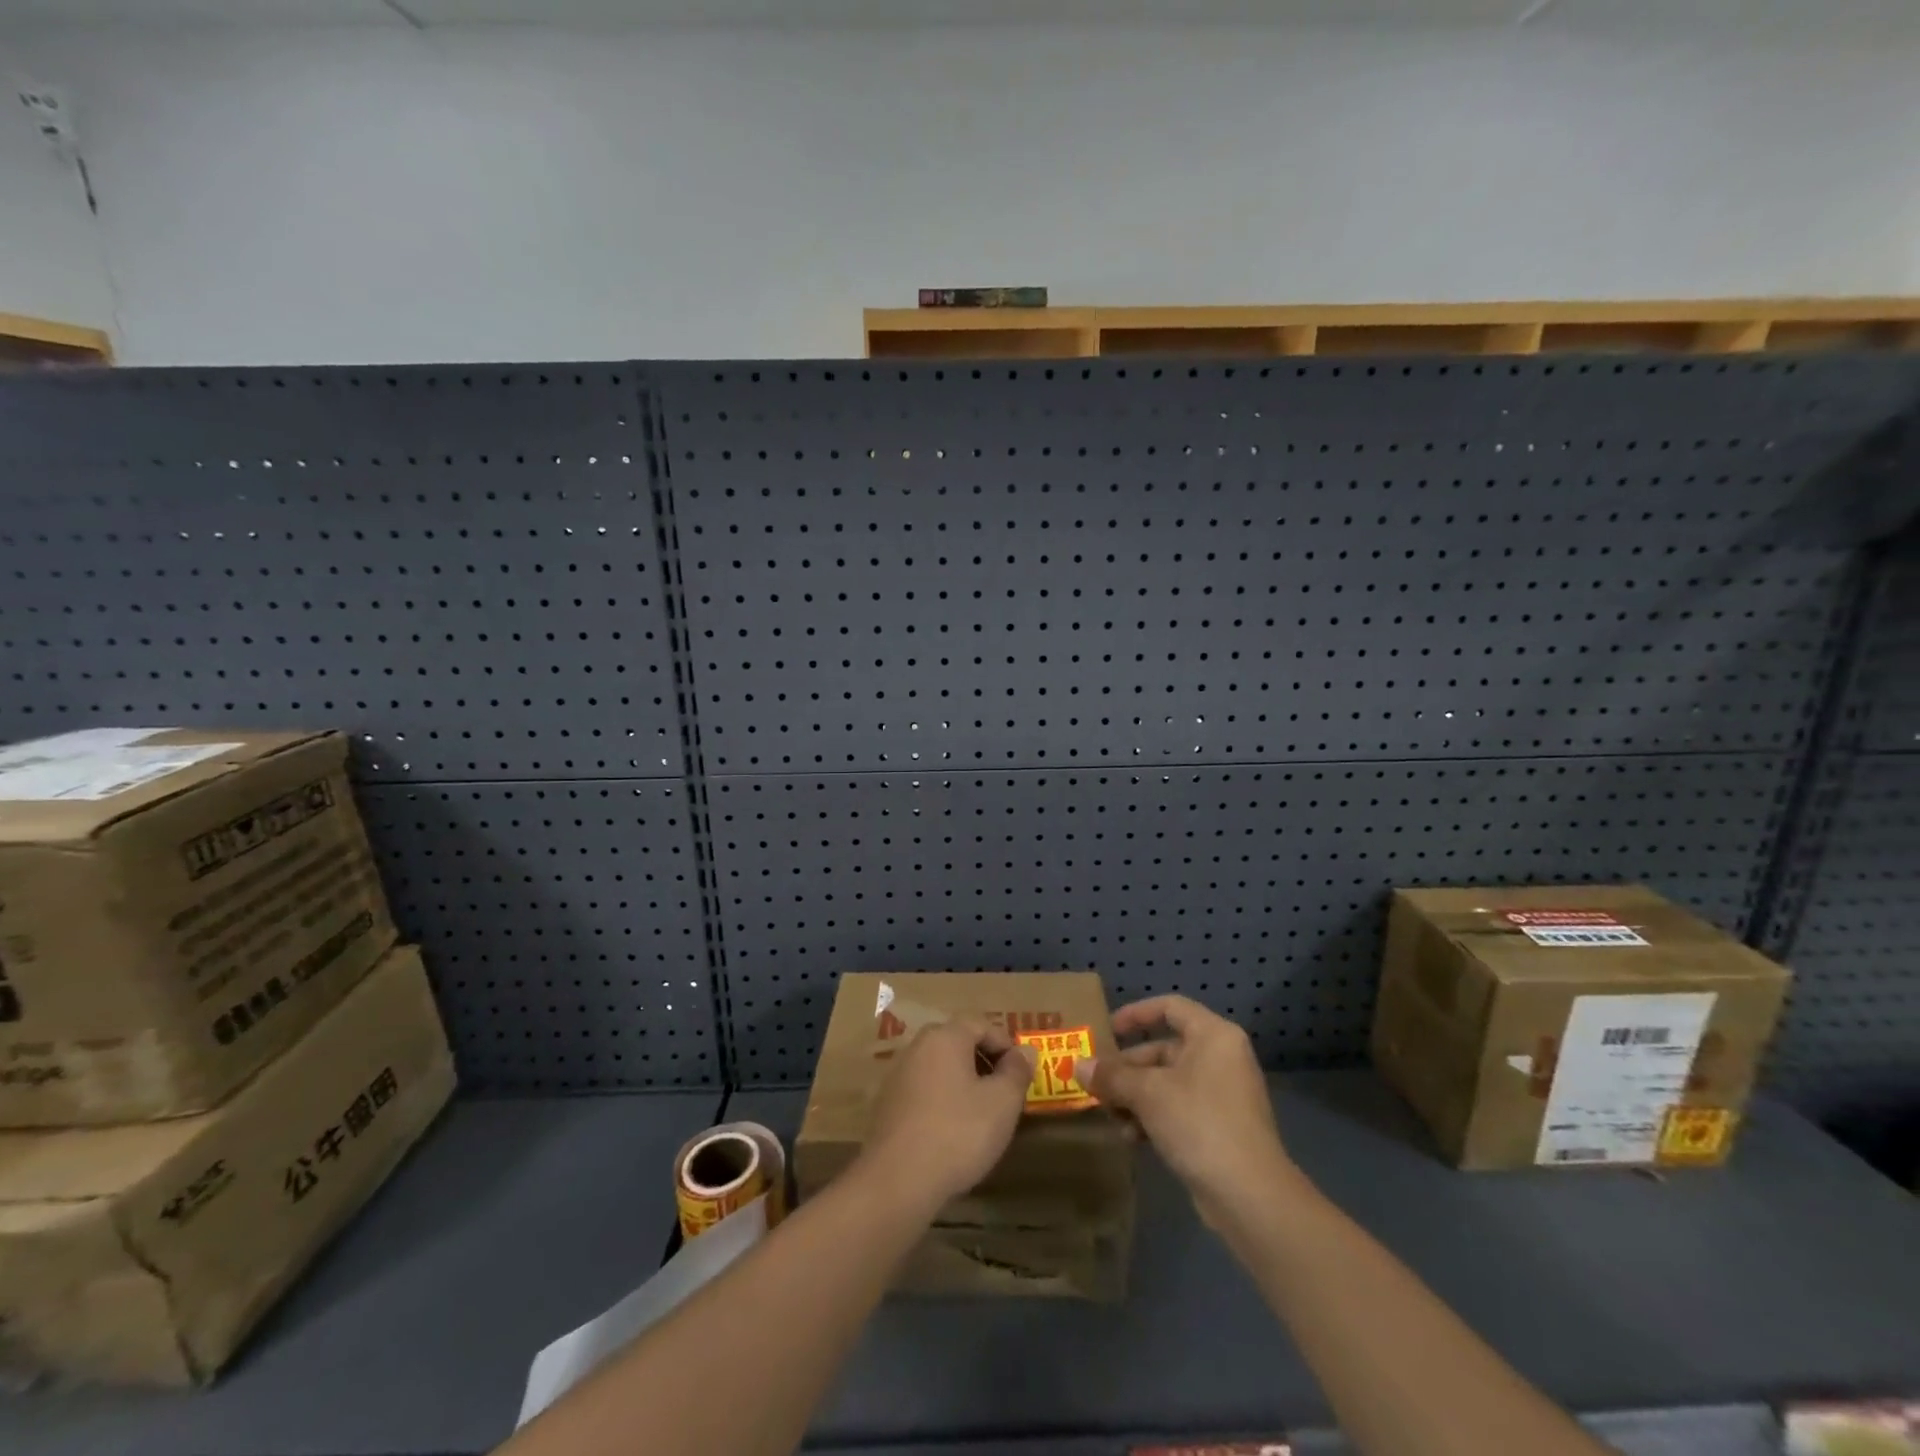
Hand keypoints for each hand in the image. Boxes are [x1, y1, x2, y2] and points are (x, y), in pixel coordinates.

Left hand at [861, 1018, 1037, 1207]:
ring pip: (939, 1067)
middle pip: (957, 1042)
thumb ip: (1017, 1071)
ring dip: (963, 1082)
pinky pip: (923, 1090)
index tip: (1021, 1073)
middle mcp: (917, 1047)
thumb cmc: (958, 1133)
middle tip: (1005, 1093)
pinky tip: (952, 1131)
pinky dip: (942, 1100)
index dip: (1005, 1044)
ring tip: (982, 1115)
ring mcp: (897, 1075)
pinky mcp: (887, 1105)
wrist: (897, 1181)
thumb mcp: (1002, 1103)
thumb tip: (1025, 1051)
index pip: (980, 1023)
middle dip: (984, 1062)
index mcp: (944, 1037)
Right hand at [1080, 996, 1299, 1225]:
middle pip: (1164, 1049)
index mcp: (1213, 1036)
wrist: (1250, 1197)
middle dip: (1127, 1068)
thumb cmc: (1199, 1123)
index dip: (1135, 1014)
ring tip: (1110, 1116)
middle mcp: (1221, 1058)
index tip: (1107, 1031)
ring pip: (1167, 1082)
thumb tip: (1078, 1066)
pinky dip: (1153, 1117)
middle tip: (1097, 1083)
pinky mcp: (1220, 1128)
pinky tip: (1131, 1138)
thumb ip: (1111, 1076)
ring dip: (1135, 1096)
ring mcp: (1223, 1095)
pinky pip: (1178, 1109)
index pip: (1170, 1007)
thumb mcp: (1147, 1094)